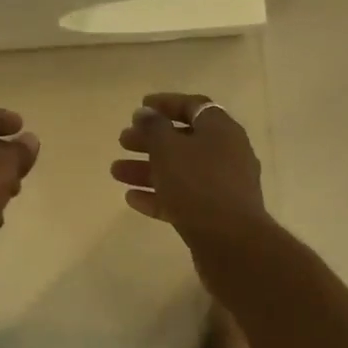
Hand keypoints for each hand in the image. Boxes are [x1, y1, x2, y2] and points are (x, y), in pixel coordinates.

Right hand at [111, 93, 269, 247]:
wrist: (232, 243)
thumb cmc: (198, 184)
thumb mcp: (169, 149)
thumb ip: (153, 127)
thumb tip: (146, 113)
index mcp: (221, 130)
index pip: (193, 106)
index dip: (166, 104)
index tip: (140, 107)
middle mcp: (227, 153)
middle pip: (184, 140)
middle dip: (150, 140)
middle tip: (123, 141)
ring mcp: (223, 185)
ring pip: (180, 170)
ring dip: (148, 169)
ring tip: (116, 172)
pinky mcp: (216, 213)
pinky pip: (184, 197)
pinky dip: (159, 195)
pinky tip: (132, 199)